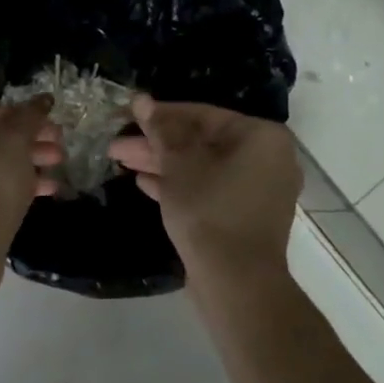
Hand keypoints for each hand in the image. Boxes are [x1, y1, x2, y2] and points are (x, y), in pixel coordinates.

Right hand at [108, 94, 300, 283]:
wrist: (236, 283)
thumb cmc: (209, 211)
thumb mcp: (179, 165)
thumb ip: (161, 130)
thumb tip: (142, 99)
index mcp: (260, 137)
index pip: (203, 114)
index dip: (161, 115)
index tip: (128, 115)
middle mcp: (267, 159)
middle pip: (202, 141)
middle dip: (157, 143)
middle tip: (117, 145)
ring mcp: (258, 190)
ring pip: (203, 167)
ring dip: (163, 164)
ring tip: (122, 161)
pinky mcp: (244, 217)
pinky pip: (209, 190)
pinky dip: (179, 186)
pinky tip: (144, 184)